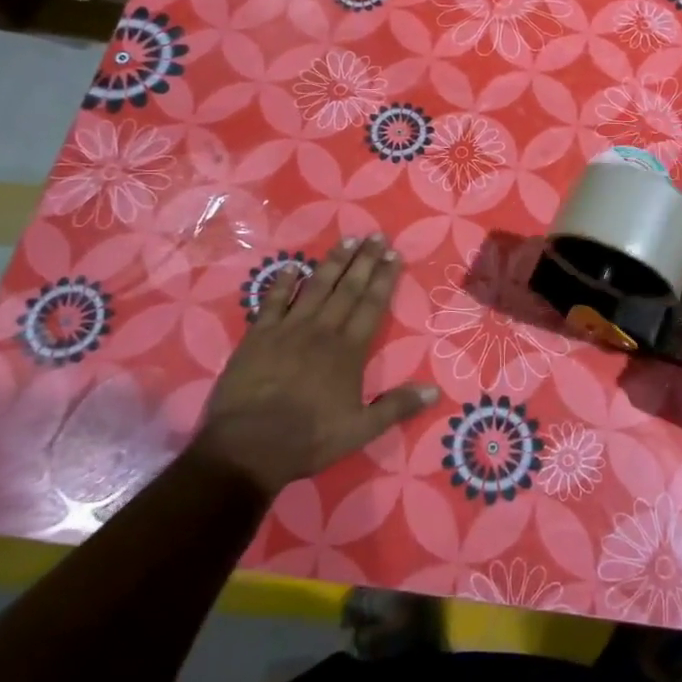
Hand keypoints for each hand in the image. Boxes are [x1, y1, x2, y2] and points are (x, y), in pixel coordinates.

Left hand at [191, 233, 436, 499]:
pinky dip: (284, 282)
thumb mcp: (360, 430)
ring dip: (333, 262)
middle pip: (348, 288)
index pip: (372, 305)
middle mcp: (322, 330)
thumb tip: (434, 391)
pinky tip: (293, 266)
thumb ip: (396, 407)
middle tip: (376, 235)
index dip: (384, 278)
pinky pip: (274, 300)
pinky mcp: (259, 335)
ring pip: (316, 287)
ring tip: (347, 239)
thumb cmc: (308, 439)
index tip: (394, 254)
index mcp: (349, 350)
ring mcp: (288, 329)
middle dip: (364, 260)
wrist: (248, 446)